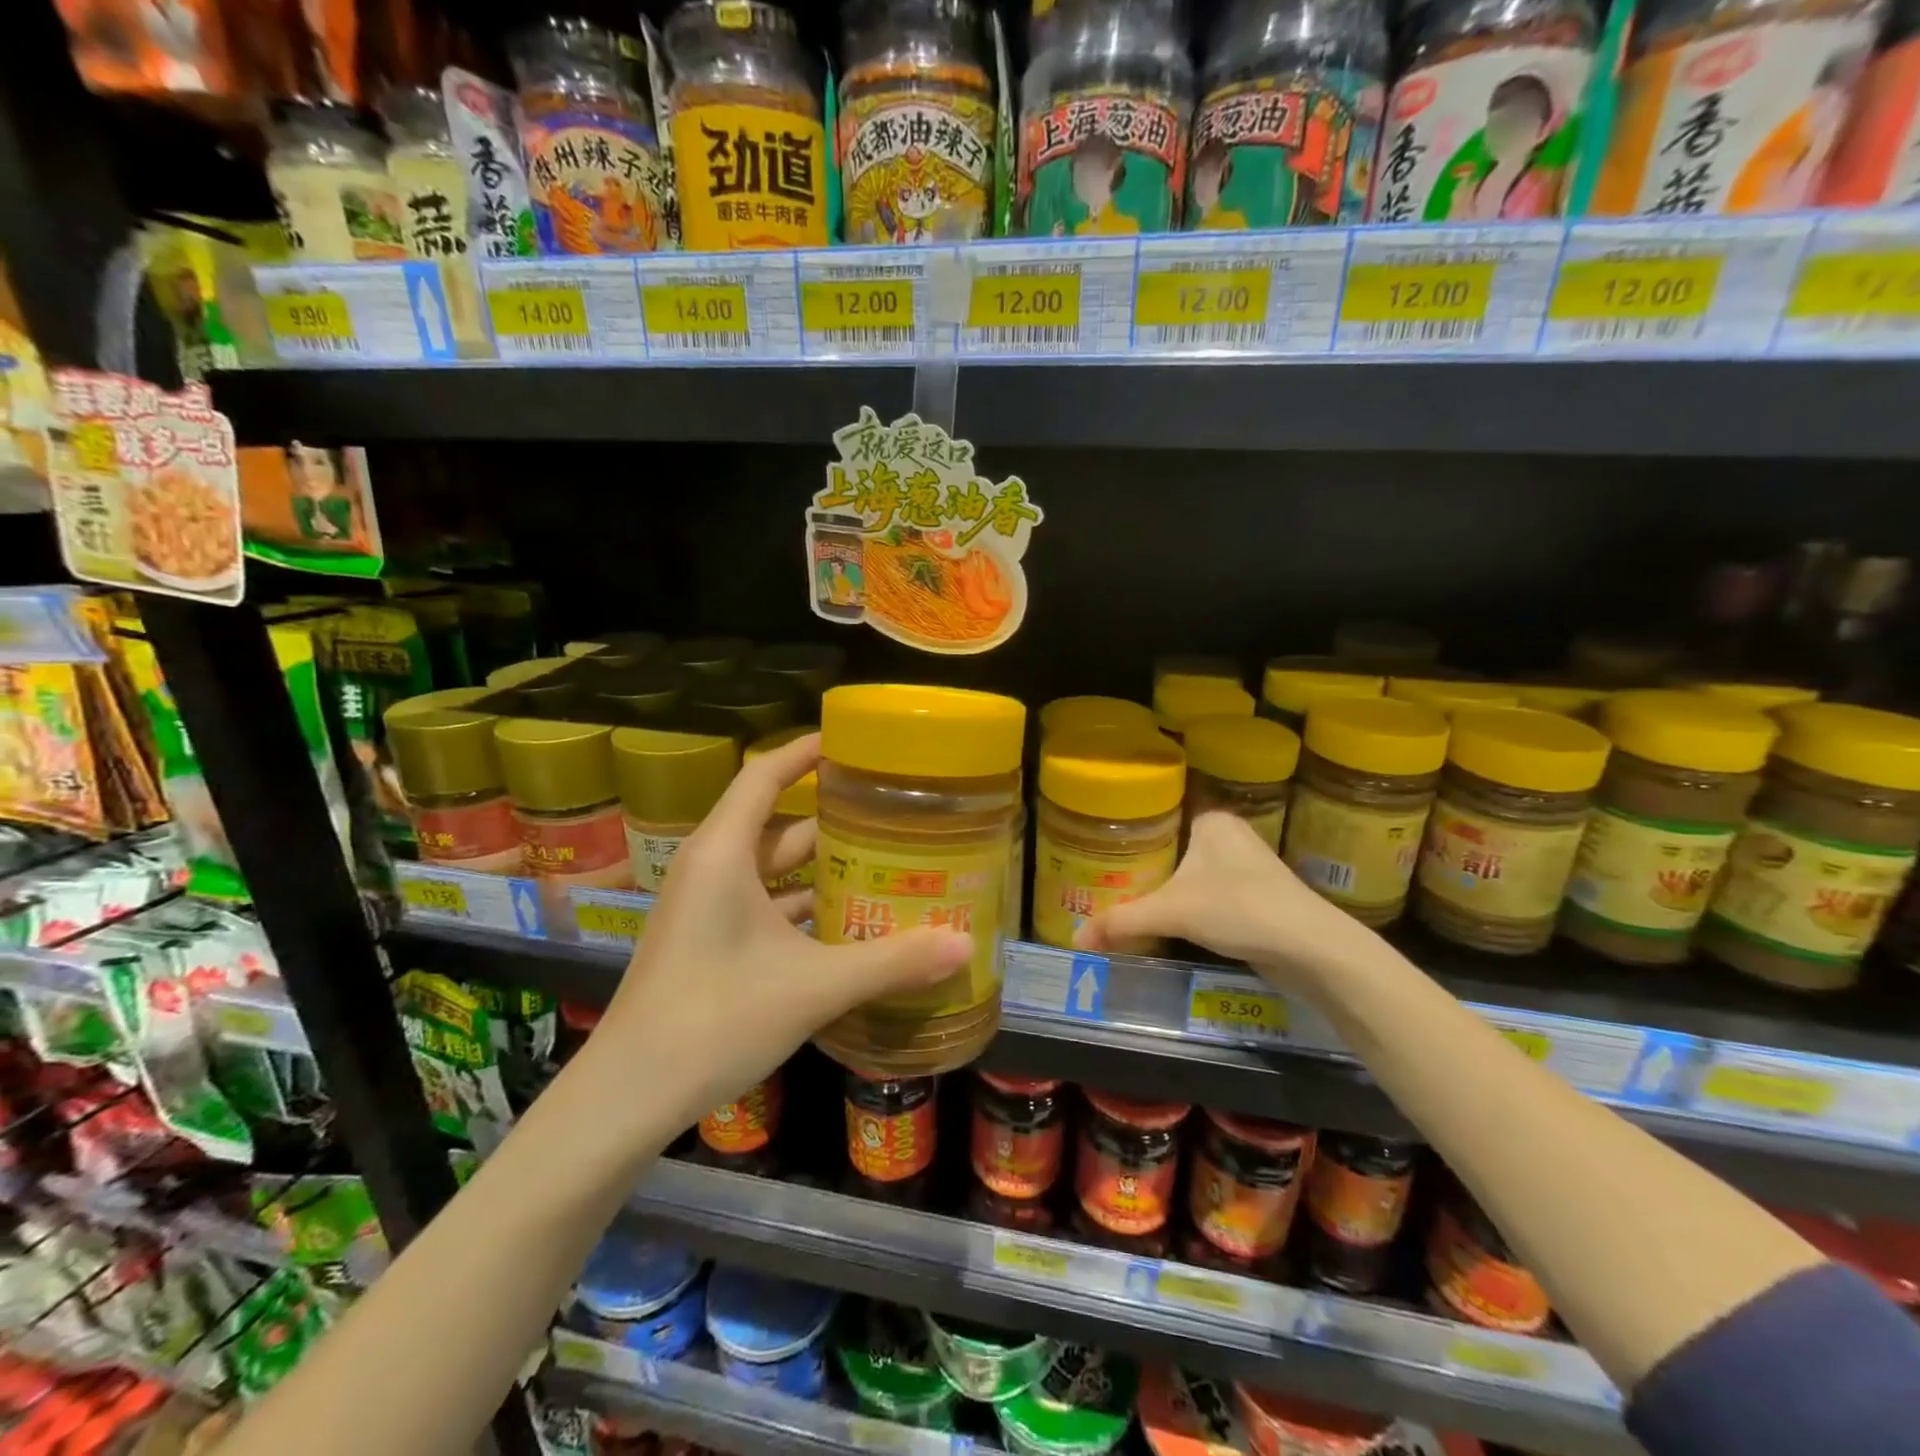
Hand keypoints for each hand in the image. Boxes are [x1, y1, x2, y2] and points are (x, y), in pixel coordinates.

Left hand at [593, 733, 972, 1125]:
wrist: (627, 1097)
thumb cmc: (714, 1020)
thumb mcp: (813, 987)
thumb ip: (891, 962)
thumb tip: (965, 944)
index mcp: (723, 853)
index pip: (765, 775)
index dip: (806, 751)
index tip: (855, 743)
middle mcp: (711, 868)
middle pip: (777, 822)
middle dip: (833, 817)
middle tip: (893, 813)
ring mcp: (705, 907)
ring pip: (772, 869)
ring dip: (821, 867)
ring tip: (883, 865)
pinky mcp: (706, 942)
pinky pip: (762, 904)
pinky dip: (802, 906)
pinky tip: (846, 925)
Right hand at [1071, 811, 1379, 994]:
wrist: (1312, 950)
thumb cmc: (1239, 909)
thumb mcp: (1171, 912)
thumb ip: (1122, 921)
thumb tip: (1075, 940)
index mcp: (1212, 820)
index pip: (1161, 816)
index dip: (1130, 832)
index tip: (1100, 850)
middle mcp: (1230, 837)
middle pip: (1174, 849)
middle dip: (1145, 868)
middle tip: (1105, 881)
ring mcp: (1247, 869)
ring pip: (1192, 875)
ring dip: (1167, 890)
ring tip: (1126, 901)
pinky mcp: (1258, 900)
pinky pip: (1209, 897)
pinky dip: (1188, 908)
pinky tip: (1166, 923)